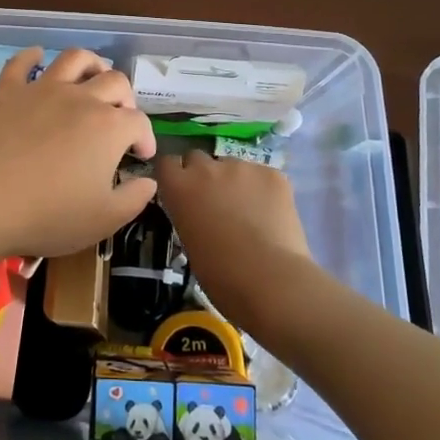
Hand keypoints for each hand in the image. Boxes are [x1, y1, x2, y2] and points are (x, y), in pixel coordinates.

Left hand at [0, 47, 156, 261]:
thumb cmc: (50, 214)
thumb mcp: (104, 219)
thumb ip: (134, 199)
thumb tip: (148, 182)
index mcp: (110, 127)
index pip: (139, 122)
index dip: (145, 138)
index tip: (140, 155)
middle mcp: (81, 99)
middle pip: (114, 82)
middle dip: (125, 98)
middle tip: (120, 116)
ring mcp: (43, 90)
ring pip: (74, 59)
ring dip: (91, 63)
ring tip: (93, 74)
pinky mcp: (8, 92)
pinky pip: (21, 63)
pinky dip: (31, 56)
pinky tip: (37, 56)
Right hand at [156, 150, 311, 329]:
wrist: (270, 280)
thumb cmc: (221, 275)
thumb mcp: (189, 242)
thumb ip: (188, 214)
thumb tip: (199, 212)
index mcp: (179, 187)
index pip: (167, 163)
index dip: (175, 176)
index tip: (182, 191)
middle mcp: (207, 168)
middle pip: (198, 158)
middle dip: (203, 175)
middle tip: (215, 201)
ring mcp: (242, 166)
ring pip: (233, 166)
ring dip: (235, 182)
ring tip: (250, 211)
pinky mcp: (272, 173)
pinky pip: (262, 176)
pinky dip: (263, 190)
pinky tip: (271, 214)